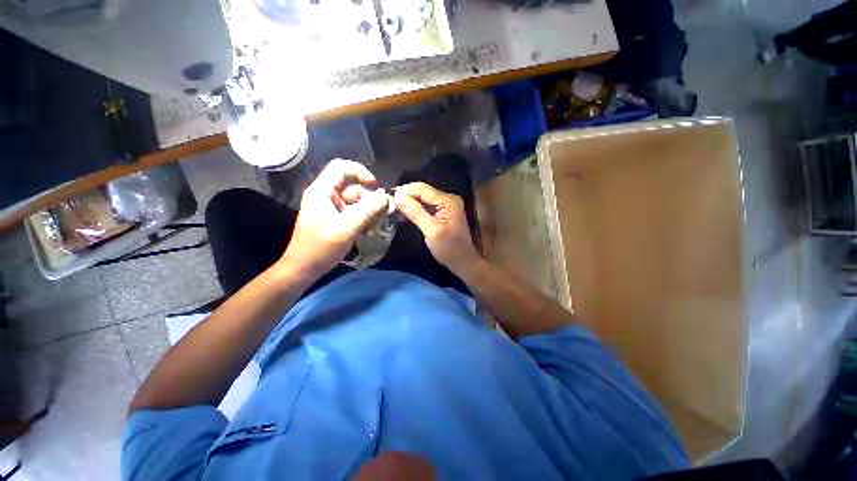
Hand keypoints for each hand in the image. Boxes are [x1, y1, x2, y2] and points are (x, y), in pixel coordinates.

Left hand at [282, 159, 389, 277]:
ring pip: (357, 202)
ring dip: (368, 214)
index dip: (360, 172)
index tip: (376, 186)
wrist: (305, 268)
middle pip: (353, 187)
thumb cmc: (321, 247)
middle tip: (379, 216)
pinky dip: (363, 220)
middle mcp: (326, 196)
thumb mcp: (347, 227)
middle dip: (369, 201)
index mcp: (322, 191)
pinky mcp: (336, 219)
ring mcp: (331, 208)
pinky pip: (355, 213)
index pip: (341, 168)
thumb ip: (368, 210)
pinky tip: (367, 233)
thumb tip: (385, 196)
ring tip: (371, 229)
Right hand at [393, 182, 479, 272]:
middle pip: (423, 191)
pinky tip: (404, 212)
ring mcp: (445, 206)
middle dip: (406, 195)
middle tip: (389, 201)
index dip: (405, 191)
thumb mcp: (431, 230)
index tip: (388, 195)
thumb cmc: (449, 248)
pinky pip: (426, 206)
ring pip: (423, 198)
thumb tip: (398, 195)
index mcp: (448, 201)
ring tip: (394, 206)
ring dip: (409, 201)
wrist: (463, 262)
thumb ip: (415, 212)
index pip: (423, 190)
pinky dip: (415, 208)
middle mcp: (448, 199)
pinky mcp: (442, 213)